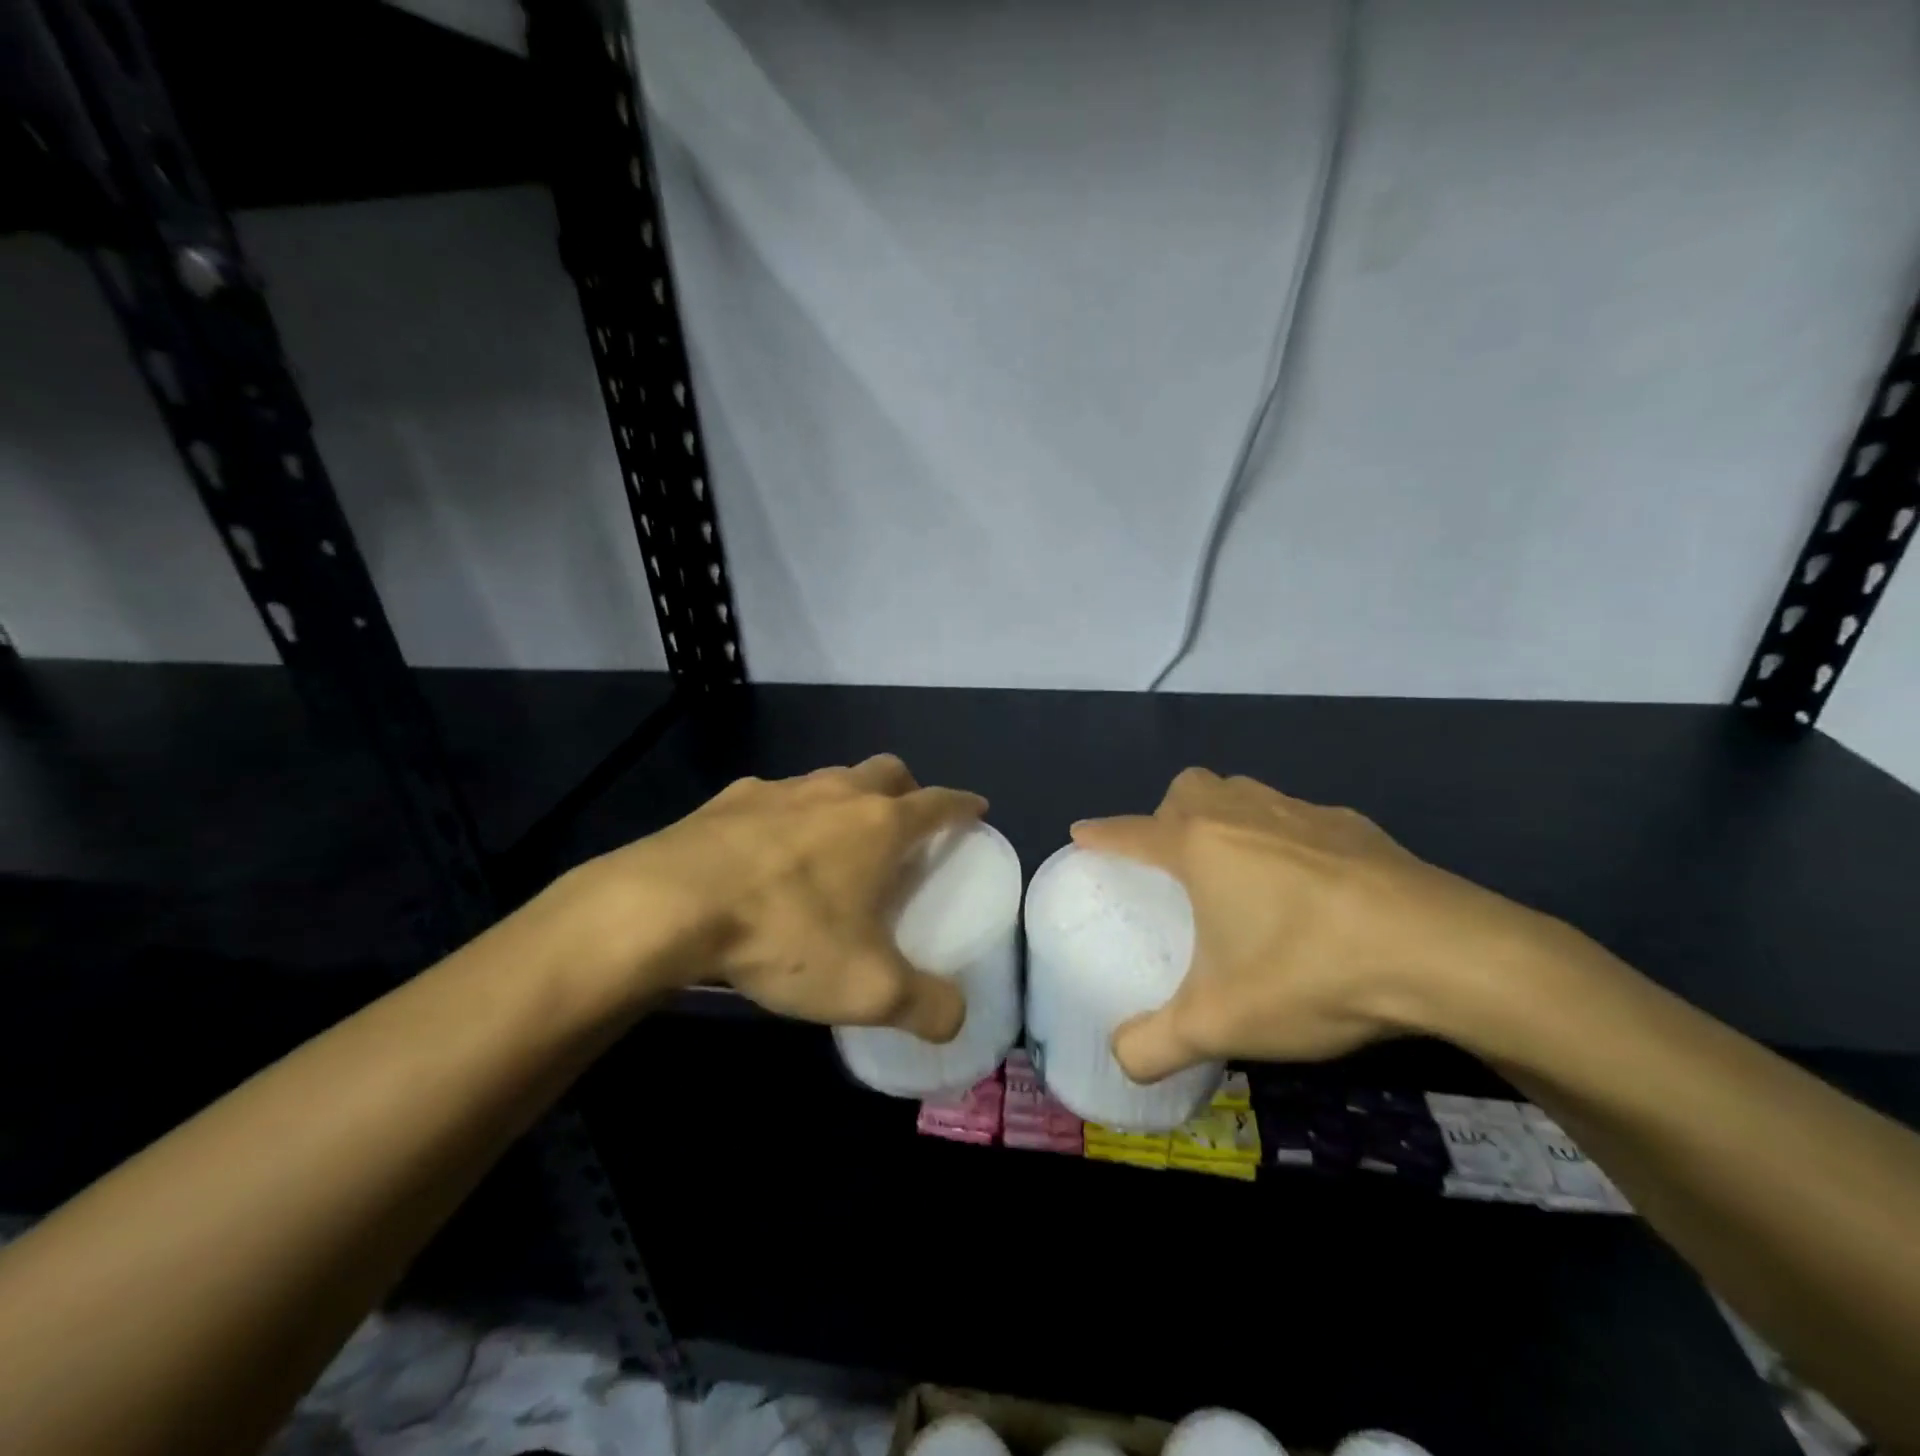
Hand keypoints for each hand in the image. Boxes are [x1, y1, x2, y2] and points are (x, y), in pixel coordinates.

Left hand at [579, 754, 986, 1038]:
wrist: (668, 904)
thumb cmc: (784, 934)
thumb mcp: (866, 988)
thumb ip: (924, 1006)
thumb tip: (956, 1020)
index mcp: (880, 825)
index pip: (939, 802)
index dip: (963, 805)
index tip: (976, 808)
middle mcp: (836, 793)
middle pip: (887, 771)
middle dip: (906, 789)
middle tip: (905, 824)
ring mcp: (780, 789)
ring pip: (830, 778)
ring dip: (846, 799)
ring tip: (836, 840)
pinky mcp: (729, 799)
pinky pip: (774, 797)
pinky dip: (788, 815)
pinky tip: (768, 852)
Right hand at [1072, 768, 1554, 1078]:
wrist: (1445, 953)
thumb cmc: (1311, 972)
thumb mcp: (1221, 1023)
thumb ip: (1155, 1044)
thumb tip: (1119, 1060)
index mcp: (1201, 846)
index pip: (1132, 831)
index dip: (1102, 833)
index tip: (1082, 833)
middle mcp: (1245, 815)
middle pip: (1190, 788)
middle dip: (1169, 813)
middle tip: (1176, 863)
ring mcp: (1304, 813)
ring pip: (1245, 792)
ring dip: (1226, 816)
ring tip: (1238, 870)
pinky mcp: (1356, 827)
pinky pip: (1299, 817)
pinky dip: (1285, 838)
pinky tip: (1310, 887)